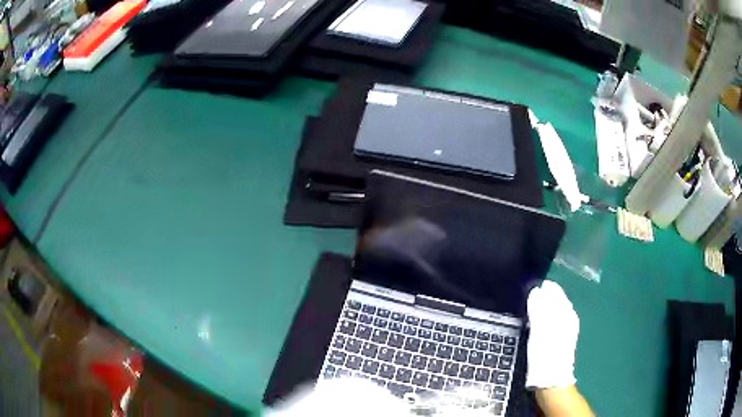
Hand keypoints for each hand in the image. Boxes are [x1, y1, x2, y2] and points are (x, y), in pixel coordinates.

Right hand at [526, 280, 578, 388]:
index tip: (526, 291)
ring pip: (554, 310)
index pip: (554, 290)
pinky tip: (537, 326)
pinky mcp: (562, 338)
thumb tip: (537, 290)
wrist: (552, 380)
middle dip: (542, 297)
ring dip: (543, 308)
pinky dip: (545, 319)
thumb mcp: (539, 329)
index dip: (540, 288)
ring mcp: (567, 327)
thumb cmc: (545, 354)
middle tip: (525, 302)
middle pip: (555, 299)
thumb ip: (539, 308)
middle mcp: (569, 316)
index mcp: (565, 311)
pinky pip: (553, 321)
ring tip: (529, 312)